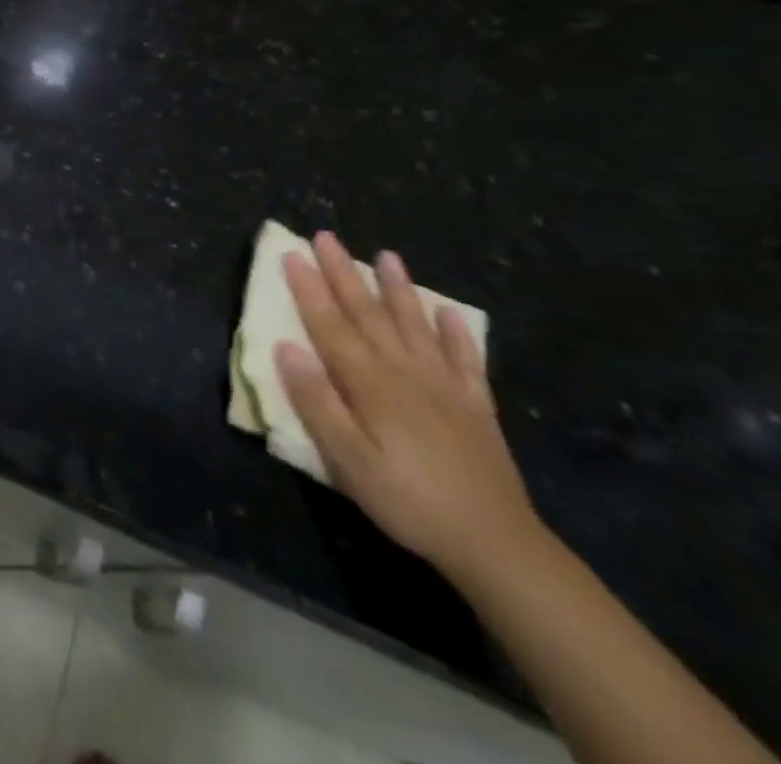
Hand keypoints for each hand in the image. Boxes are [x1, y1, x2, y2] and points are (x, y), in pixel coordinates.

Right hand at [275, 233, 538, 581]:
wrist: (495, 544)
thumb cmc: (407, 501)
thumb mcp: (348, 461)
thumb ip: (316, 402)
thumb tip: (285, 348)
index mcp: (369, 383)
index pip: (329, 324)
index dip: (308, 288)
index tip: (291, 252)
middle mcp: (404, 371)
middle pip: (367, 313)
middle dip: (344, 273)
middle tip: (326, 236)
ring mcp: (444, 385)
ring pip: (414, 325)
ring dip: (398, 289)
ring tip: (388, 256)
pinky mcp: (475, 406)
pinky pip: (465, 359)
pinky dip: (456, 333)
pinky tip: (449, 313)